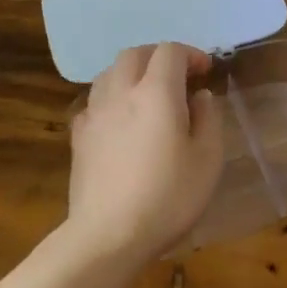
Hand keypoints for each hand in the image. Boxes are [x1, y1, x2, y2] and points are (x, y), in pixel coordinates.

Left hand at [68, 43, 224, 261]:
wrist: (108, 236)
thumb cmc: (168, 197)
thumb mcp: (208, 159)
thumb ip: (208, 119)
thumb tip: (199, 96)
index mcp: (157, 92)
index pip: (170, 51)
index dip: (190, 54)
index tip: (206, 71)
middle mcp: (122, 93)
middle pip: (134, 54)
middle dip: (158, 56)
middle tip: (178, 76)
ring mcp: (95, 114)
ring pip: (109, 73)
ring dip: (132, 73)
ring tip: (148, 94)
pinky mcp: (78, 137)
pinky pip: (94, 101)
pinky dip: (111, 98)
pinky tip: (121, 121)